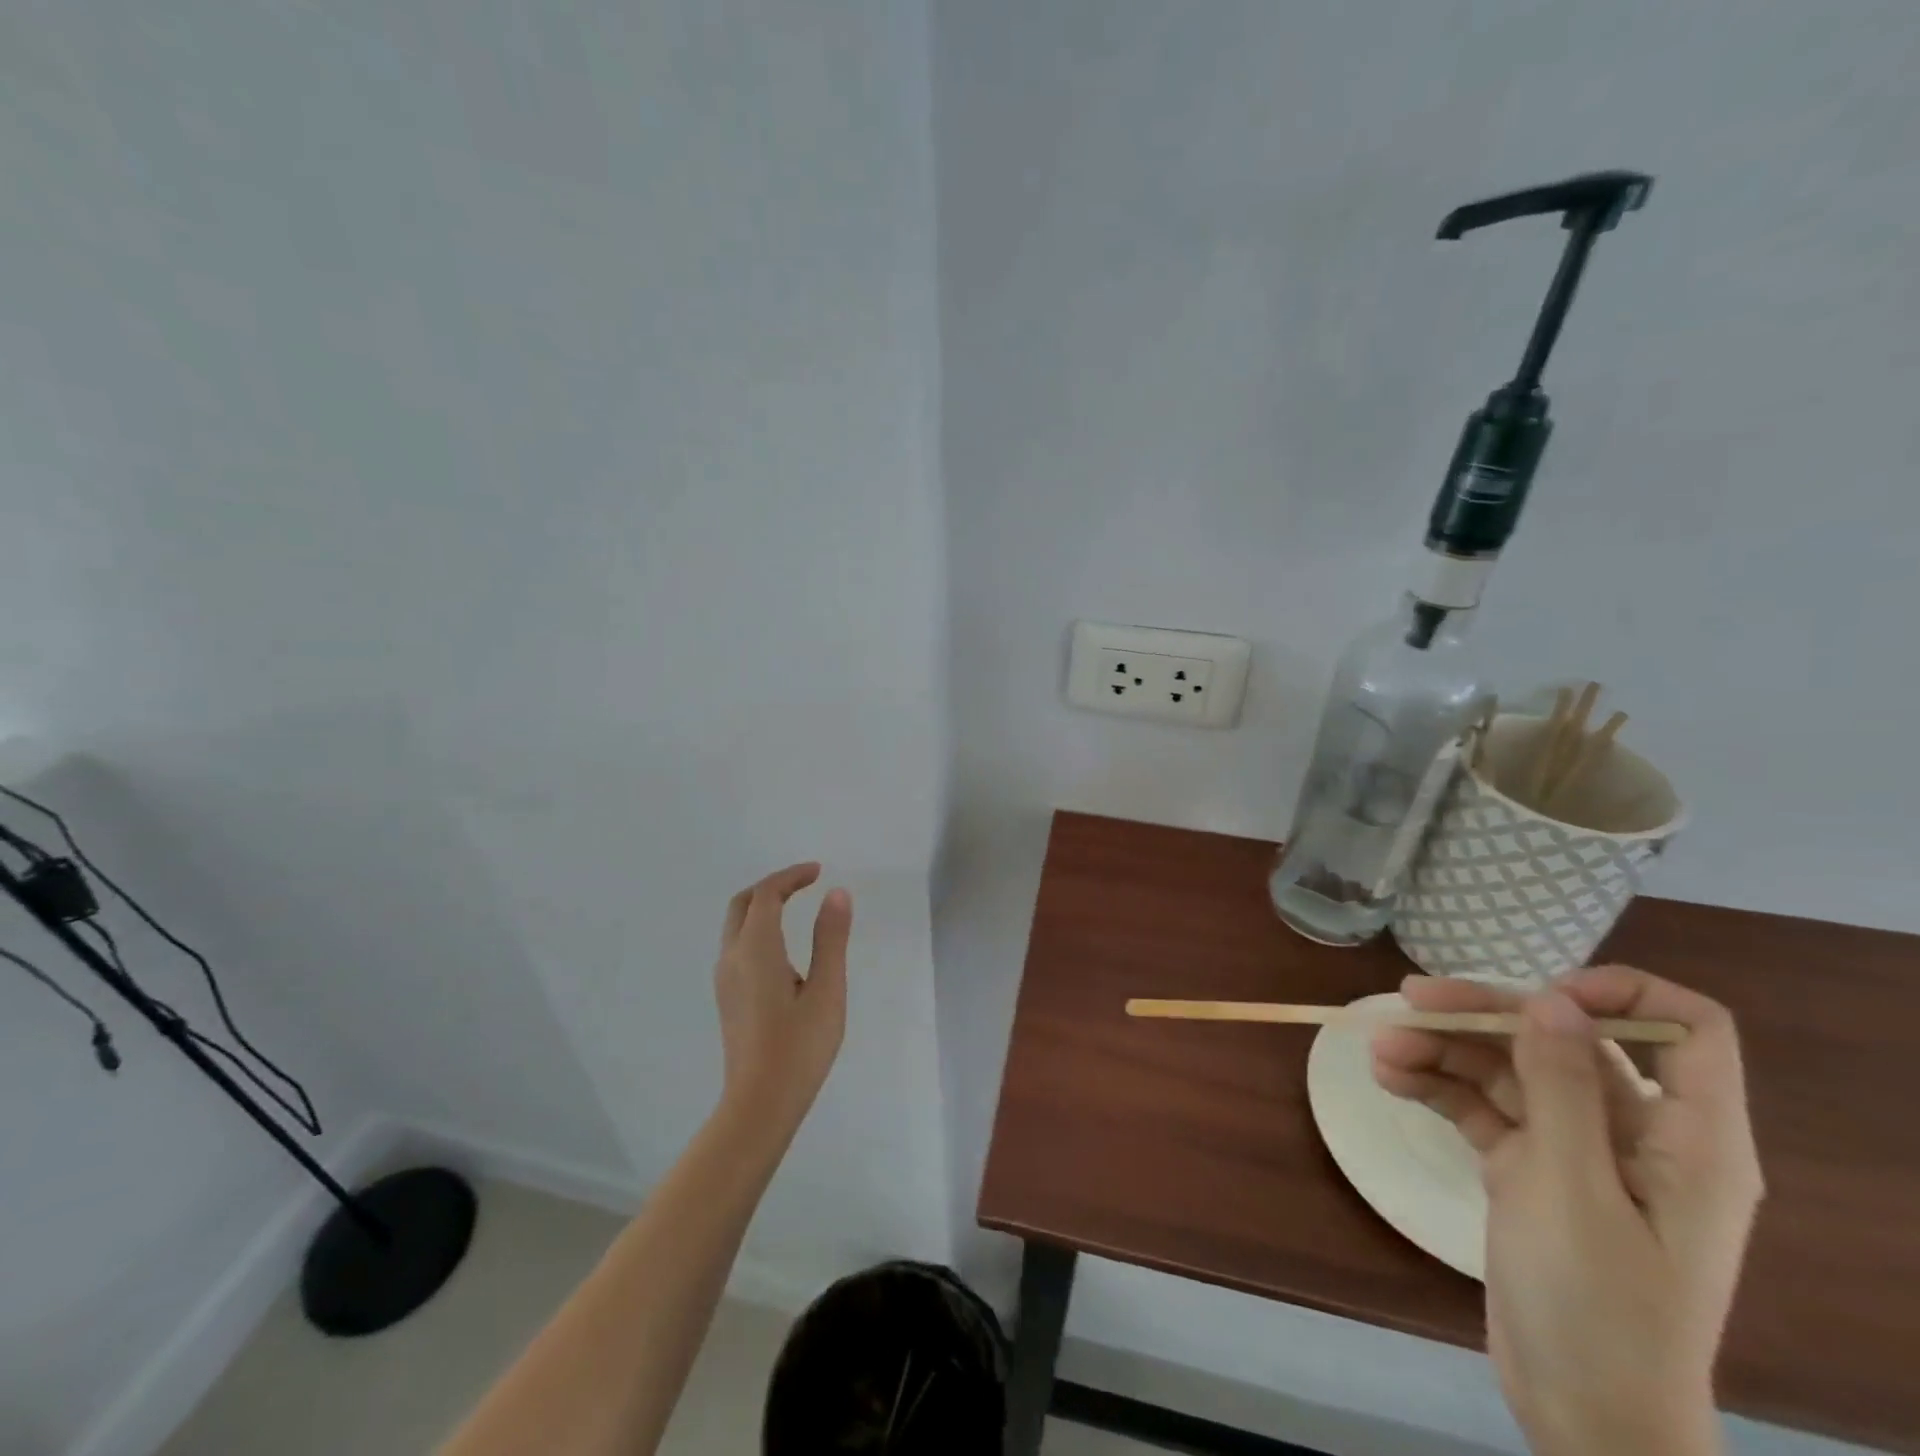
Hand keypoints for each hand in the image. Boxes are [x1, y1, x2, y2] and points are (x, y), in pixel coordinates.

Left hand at [714, 863, 851, 1134]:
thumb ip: (831, 938)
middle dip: (772, 886)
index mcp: (756, 949)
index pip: (767, 894)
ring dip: (762, 906)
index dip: (791, 876)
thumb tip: (836, 893)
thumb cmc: (799, 1047)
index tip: (819, 871)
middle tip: (804, 883)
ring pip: (736, 925)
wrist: (759, 1105)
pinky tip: (783, 948)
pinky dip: (757, 928)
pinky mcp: (727, 997)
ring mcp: (725, 979)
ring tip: (797, 907)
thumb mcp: (827, 990)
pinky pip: (737, 945)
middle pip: (743, 904)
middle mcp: (732, 957)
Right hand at [1372, 968, 1762, 1455]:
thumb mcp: (1572, 1188)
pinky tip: (1391, 1080)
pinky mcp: (1531, 1171)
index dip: (1621, 994)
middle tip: (1410, 1000)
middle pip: (1563, 1041)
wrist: (1581, 1414)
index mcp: (1686, 1139)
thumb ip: (1562, 1087)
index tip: (1541, 994)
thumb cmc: (1598, 1305)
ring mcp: (1578, 1152)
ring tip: (1381, 1050)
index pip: (1689, 1031)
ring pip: (1511, 1071)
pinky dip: (1439, 1089)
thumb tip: (1551, 998)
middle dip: (1485, 1017)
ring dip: (1445, 1053)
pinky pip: (1485, 1109)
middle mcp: (1636, 1133)